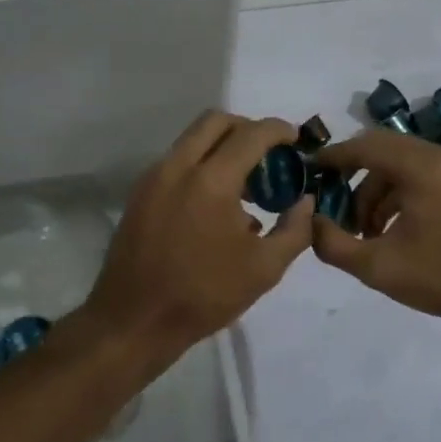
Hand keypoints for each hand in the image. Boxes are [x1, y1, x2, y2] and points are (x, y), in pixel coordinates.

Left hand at [81, 111, 313, 353]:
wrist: (135, 320)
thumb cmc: (204, 295)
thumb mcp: (264, 269)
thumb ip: (295, 229)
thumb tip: (305, 201)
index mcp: (211, 180)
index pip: (251, 134)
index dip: (279, 129)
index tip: (295, 139)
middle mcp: (178, 166)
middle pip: (216, 121)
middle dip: (247, 128)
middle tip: (268, 155)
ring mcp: (153, 177)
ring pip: (192, 139)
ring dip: (221, 147)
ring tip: (245, 186)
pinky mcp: (140, 193)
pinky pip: (176, 162)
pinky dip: (200, 165)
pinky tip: (216, 206)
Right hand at [310, 127, 440, 333]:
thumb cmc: (437, 276)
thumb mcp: (375, 266)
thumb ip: (332, 243)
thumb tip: (311, 223)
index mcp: (419, 168)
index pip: (365, 146)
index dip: (333, 156)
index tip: (309, 168)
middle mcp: (437, 157)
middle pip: (380, 148)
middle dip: (351, 171)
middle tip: (329, 195)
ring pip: (397, 163)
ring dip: (372, 188)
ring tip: (359, 228)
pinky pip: (415, 174)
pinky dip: (393, 193)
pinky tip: (384, 229)